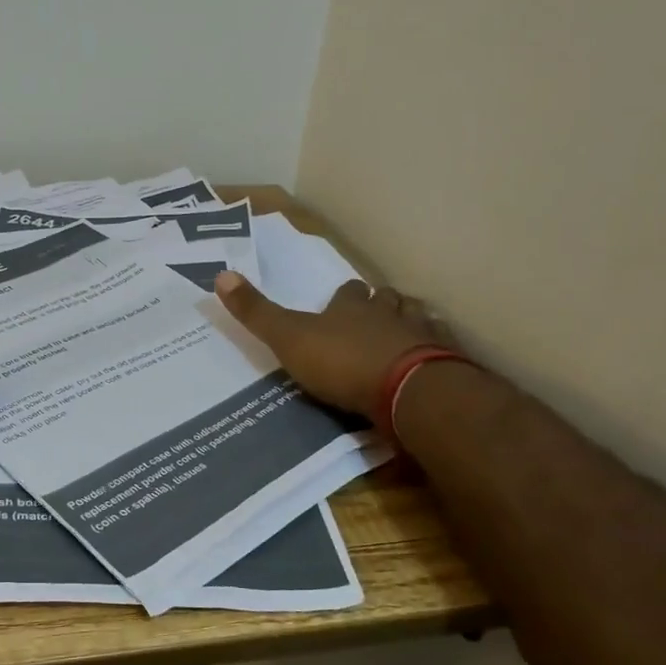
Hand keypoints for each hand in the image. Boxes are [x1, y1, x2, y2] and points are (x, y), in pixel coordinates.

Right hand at [213, 271, 454, 424]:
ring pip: (418, 318)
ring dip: (410, 321)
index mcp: (350, 307)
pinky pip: (444, 350)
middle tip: (374, 313)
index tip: (342, 298)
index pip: (348, 292)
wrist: (408, 391)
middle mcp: (389, 314)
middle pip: (386, 299)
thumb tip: (220, 274)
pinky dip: (437, 351)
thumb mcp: (288, 338)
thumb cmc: (342, 362)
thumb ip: (257, 312)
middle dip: (380, 303)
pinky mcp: (446, 364)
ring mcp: (422, 336)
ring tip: (405, 331)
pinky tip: (434, 360)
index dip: (344, 296)